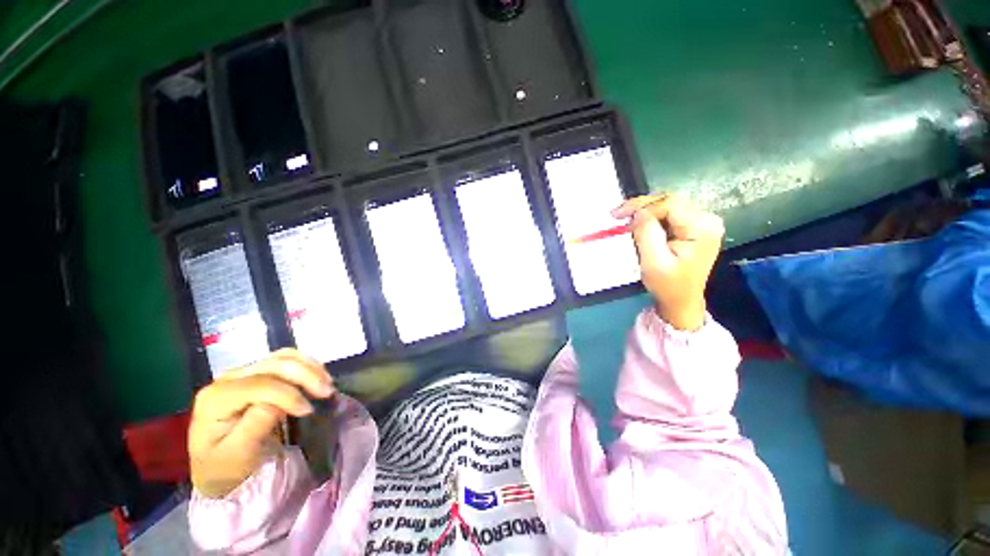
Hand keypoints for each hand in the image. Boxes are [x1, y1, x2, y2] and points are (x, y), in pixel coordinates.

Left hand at [188, 349, 333, 498]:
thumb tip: (280, 404)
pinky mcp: (256, 372)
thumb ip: (255, 426)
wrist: (215, 467)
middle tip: (328, 392)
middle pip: (274, 365)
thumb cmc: (225, 466)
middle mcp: (227, 379)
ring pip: (283, 357)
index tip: (309, 411)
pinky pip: (286, 359)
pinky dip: (306, 364)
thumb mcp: (238, 455)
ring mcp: (242, 372)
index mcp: (216, 398)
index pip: (261, 385)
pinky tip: (318, 377)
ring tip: (327, 384)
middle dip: (306, 376)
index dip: (289, 394)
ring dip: (310, 367)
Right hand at [612, 194, 724, 330]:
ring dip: (645, 211)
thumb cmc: (668, 285)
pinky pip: (670, 214)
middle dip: (642, 206)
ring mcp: (703, 222)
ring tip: (626, 219)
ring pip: (668, 205)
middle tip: (618, 214)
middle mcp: (707, 219)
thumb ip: (646, 233)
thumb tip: (638, 212)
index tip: (617, 214)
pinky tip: (639, 224)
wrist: (681, 301)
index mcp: (702, 227)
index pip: (669, 203)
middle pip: (670, 201)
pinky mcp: (695, 227)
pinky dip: (652, 217)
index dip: (641, 205)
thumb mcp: (653, 261)